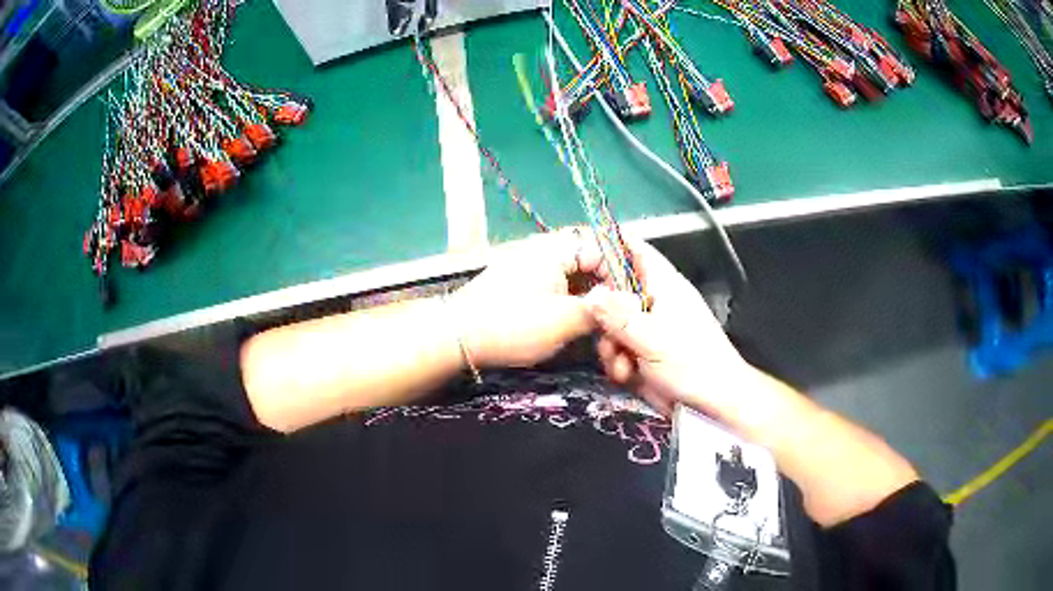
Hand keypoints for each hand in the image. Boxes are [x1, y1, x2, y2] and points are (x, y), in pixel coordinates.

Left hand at [450, 228, 612, 368]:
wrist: (457, 336)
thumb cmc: (512, 325)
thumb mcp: (564, 321)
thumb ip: (600, 310)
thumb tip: (626, 305)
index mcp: (557, 247)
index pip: (604, 246)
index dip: (623, 272)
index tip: (634, 299)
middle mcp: (546, 248)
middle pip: (591, 256)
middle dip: (610, 281)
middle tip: (624, 307)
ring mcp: (532, 264)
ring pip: (576, 271)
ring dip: (593, 291)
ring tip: (607, 316)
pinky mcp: (523, 282)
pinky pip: (560, 282)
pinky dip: (575, 297)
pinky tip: (583, 318)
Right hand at [585, 239, 757, 418]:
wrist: (715, 404)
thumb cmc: (692, 365)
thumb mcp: (653, 340)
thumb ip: (619, 317)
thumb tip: (590, 295)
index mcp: (663, 285)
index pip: (633, 250)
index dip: (606, 246)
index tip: (578, 258)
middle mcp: (654, 301)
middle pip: (614, 290)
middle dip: (602, 314)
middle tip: (603, 333)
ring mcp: (649, 327)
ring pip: (612, 324)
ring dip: (610, 345)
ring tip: (622, 365)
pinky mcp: (645, 351)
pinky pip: (619, 348)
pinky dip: (618, 361)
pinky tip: (626, 375)